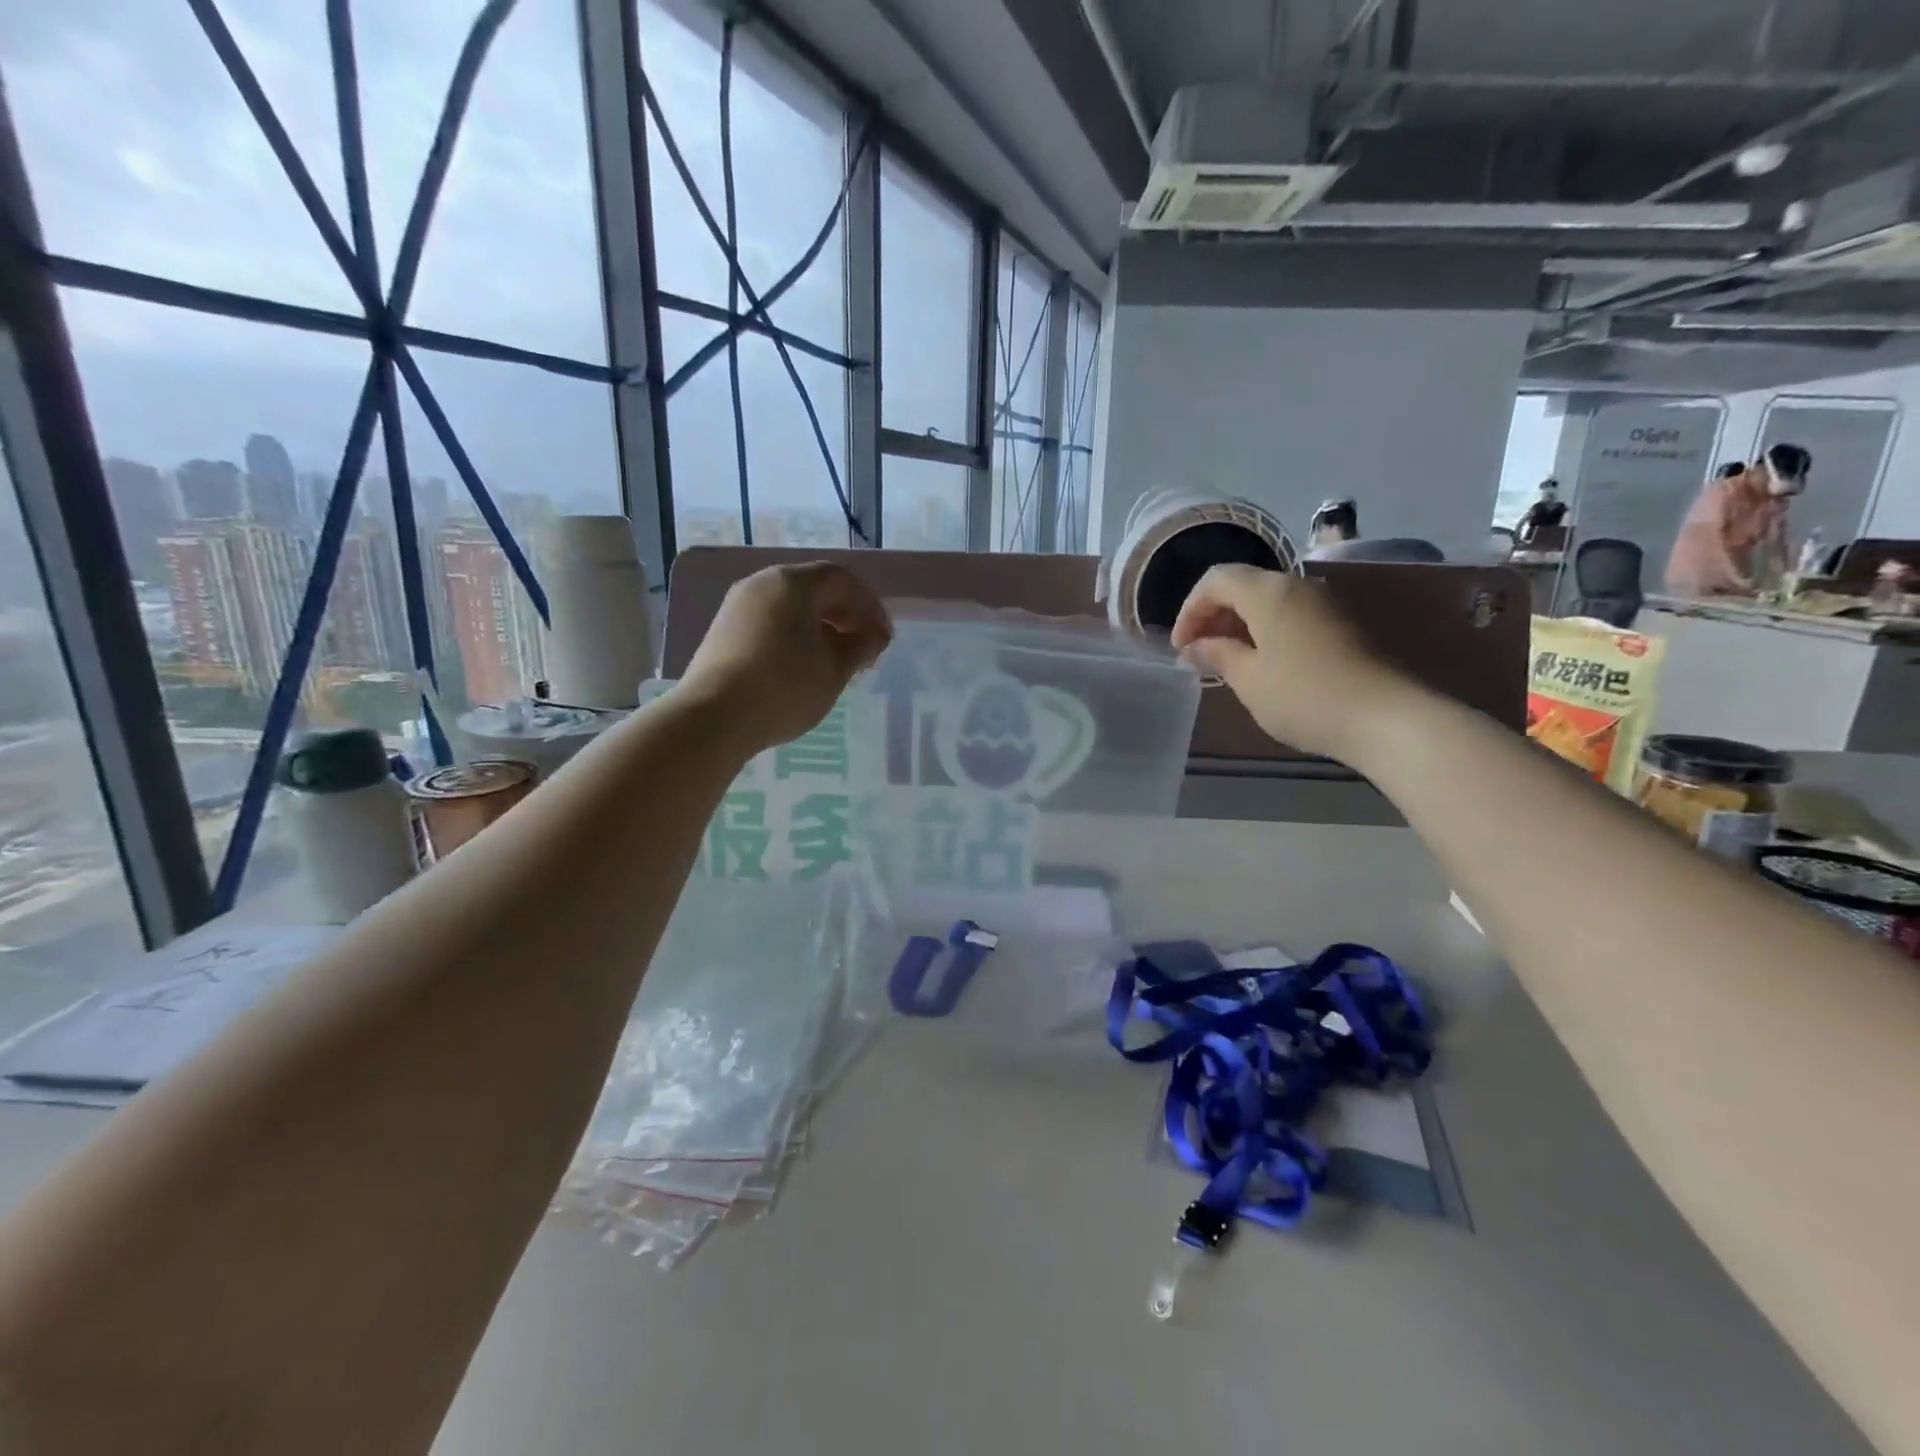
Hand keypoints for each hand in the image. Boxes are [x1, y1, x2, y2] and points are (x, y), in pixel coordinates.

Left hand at [682, 563, 891, 754]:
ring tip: (836, 662)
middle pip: (814, 589)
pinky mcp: (723, 631)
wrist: (715, 717)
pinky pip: (770, 623)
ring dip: (820, 628)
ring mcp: (737, 606)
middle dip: (845, 616)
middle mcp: (762, 584)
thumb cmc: (785, 686)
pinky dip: (794, 637)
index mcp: (793, 583)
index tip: (884, 637)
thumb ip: (861, 646)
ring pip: (790, 608)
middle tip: (864, 649)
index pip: (841, 579)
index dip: (869, 605)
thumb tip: (874, 636)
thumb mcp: (835, 669)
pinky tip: (803, 668)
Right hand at [1169, 565, 1414, 761]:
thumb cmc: (1305, 697)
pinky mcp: (1344, 622)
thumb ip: (1217, 655)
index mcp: (1269, 592)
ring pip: (1269, 599)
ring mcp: (1326, 602)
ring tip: (1228, 660)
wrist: (1386, 717)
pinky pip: (1292, 613)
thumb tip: (1194, 647)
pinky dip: (1267, 629)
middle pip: (1244, 584)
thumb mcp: (1249, 680)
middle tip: (1200, 653)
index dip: (1190, 610)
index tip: (1182, 647)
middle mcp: (1298, 585)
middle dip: (1214, 614)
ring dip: (1241, 623)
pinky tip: (1264, 662)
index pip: (1216, 580)